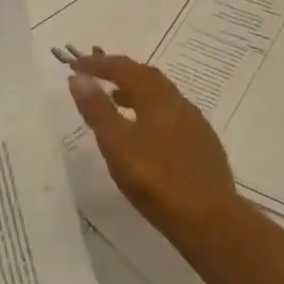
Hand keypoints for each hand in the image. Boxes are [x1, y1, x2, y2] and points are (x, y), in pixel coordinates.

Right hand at [67, 53, 239, 246]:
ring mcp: (195, 125)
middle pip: (148, 77)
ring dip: (136, 91)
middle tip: (96, 75)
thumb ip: (97, 110)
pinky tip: (143, 132)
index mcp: (158, 100)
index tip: (75, 64)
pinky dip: (150, 110)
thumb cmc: (155, 179)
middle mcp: (180, 105)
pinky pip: (171, 115)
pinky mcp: (202, 146)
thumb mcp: (116, 144)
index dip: (99, 64)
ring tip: (115, 99)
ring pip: (162, 97)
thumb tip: (79, 78)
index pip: (126, 69)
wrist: (208, 219)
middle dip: (120, 71)